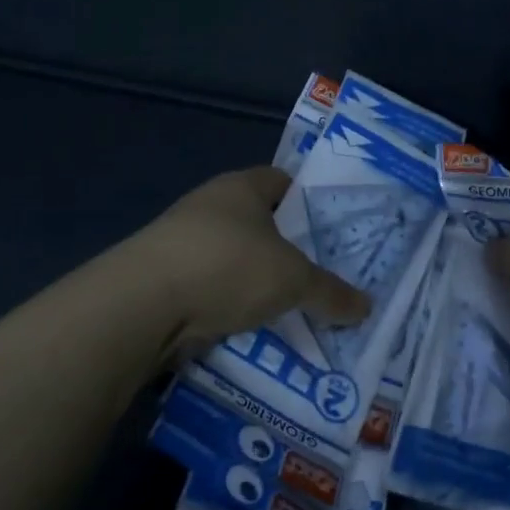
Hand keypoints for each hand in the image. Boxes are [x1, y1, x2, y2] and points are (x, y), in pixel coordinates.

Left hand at [129, 166, 370, 360]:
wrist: (142, 306)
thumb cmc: (228, 266)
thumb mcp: (292, 280)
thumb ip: (330, 292)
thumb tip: (367, 308)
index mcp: (241, 188)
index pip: (283, 181)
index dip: (310, 201)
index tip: (334, 229)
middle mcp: (210, 207)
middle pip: (260, 223)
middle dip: (288, 248)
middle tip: (323, 273)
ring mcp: (183, 244)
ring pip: (235, 259)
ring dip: (258, 281)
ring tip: (294, 307)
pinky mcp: (166, 281)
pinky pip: (213, 289)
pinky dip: (232, 306)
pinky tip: (255, 327)